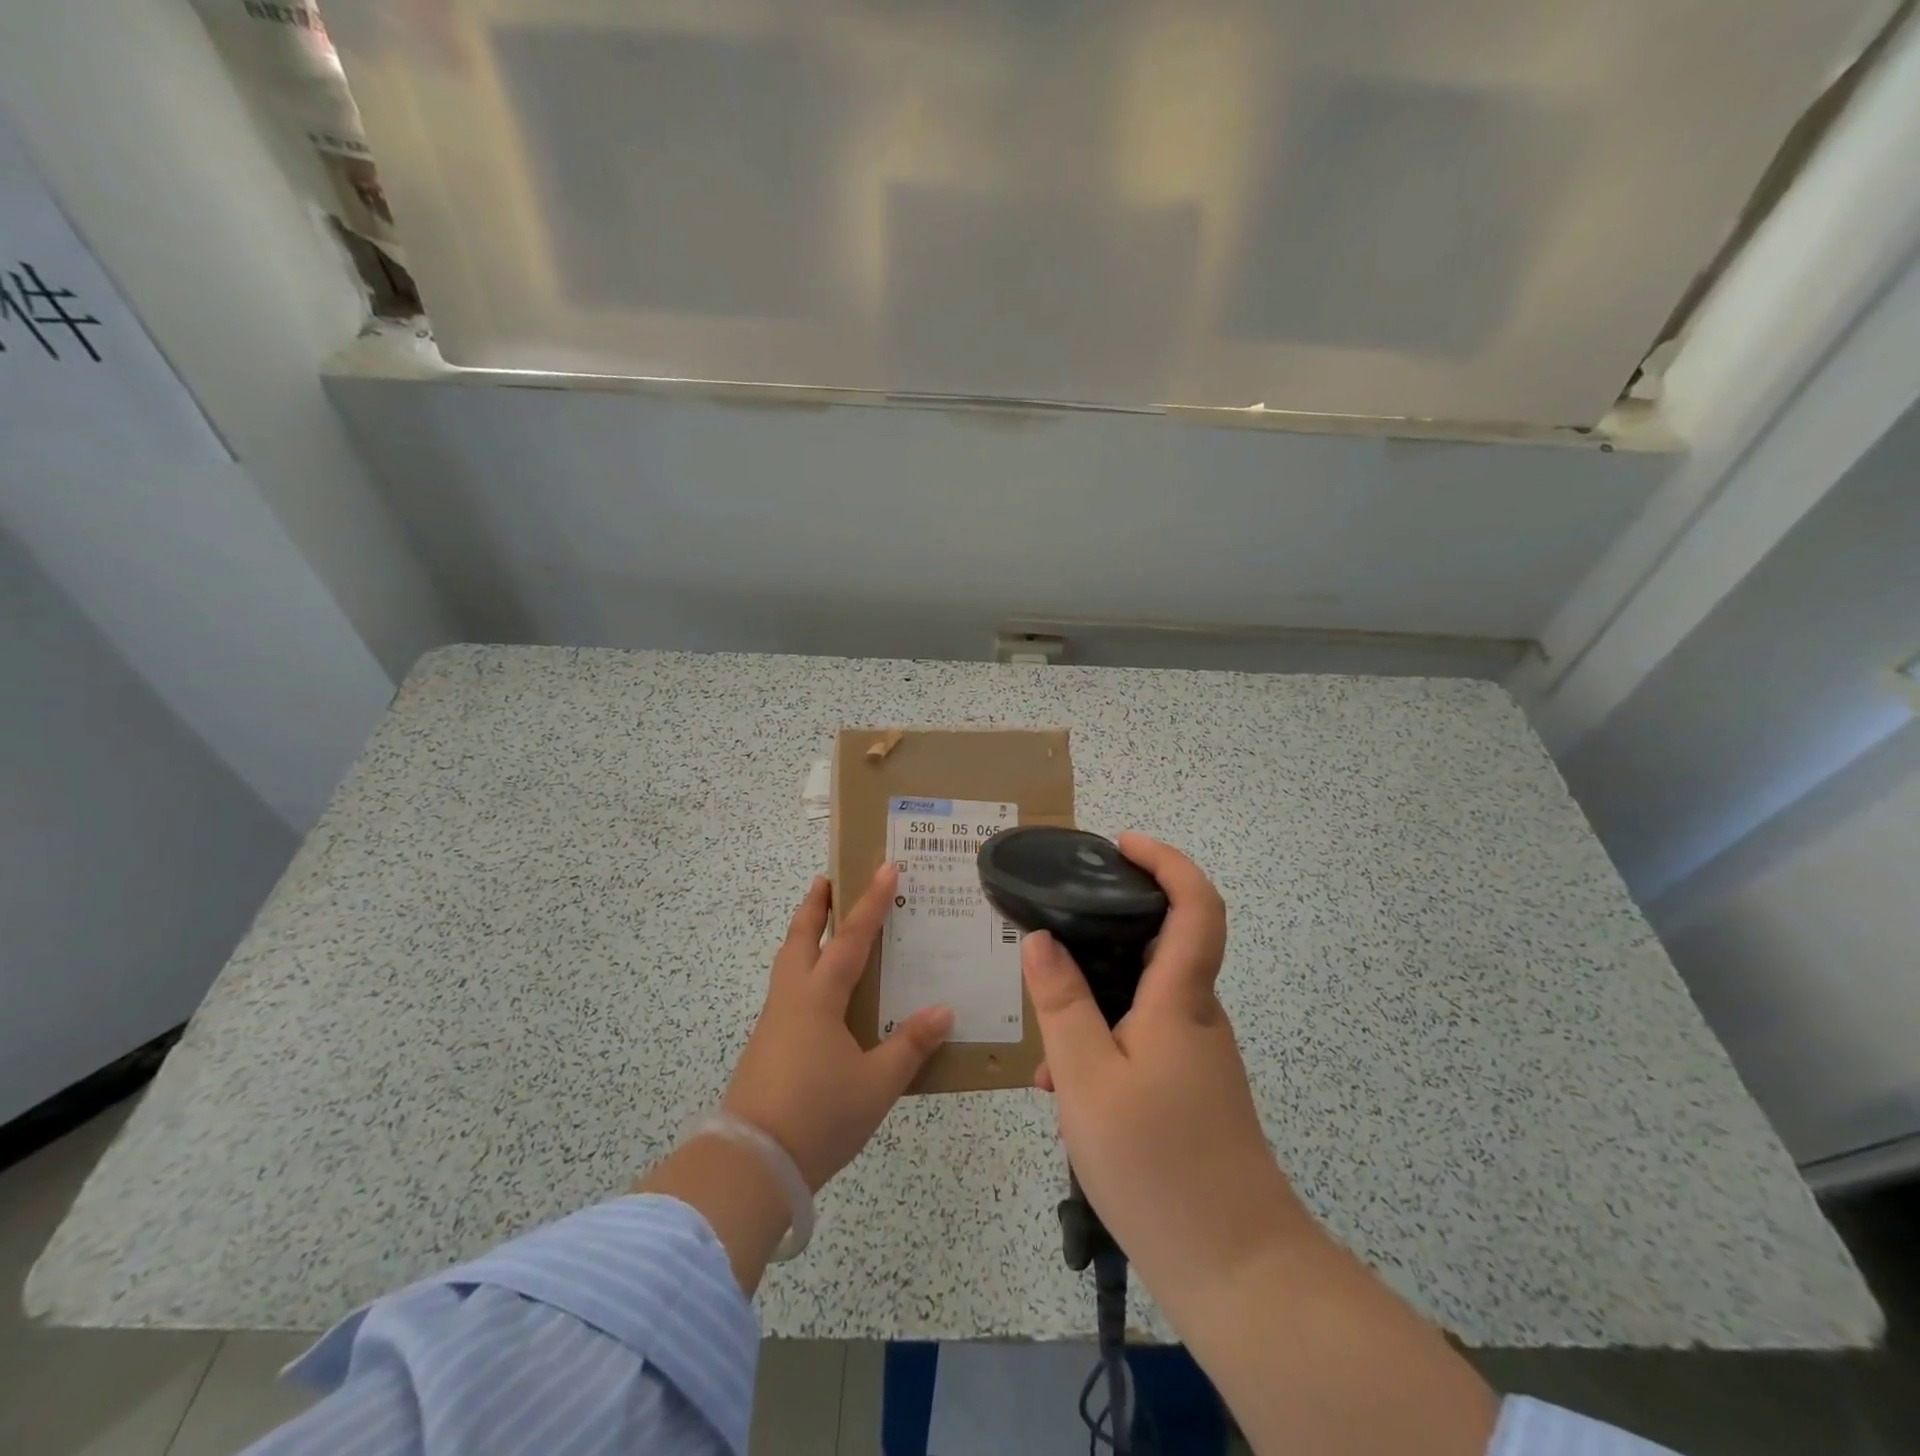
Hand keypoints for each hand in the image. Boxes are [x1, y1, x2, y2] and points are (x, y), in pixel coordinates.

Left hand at [722, 866, 953, 1190]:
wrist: (751, 1163)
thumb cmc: (819, 1115)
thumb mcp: (877, 1083)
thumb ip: (911, 1045)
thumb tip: (944, 1011)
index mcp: (820, 996)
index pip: (852, 937)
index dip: (870, 901)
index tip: (885, 866)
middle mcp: (793, 997)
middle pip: (801, 936)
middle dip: (816, 905)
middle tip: (828, 879)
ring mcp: (774, 1021)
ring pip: (788, 961)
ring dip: (804, 934)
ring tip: (822, 926)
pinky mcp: (766, 1044)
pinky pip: (787, 989)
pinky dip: (802, 968)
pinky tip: (819, 993)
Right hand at [1024, 834, 1301, 1302]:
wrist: (1236, 1271)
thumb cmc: (1159, 1164)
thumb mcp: (1086, 1079)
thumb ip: (1061, 1004)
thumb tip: (1041, 939)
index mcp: (1181, 1000)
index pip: (1196, 905)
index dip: (1167, 861)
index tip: (1122, 845)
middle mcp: (1196, 1016)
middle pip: (1163, 944)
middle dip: (1108, 930)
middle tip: (1054, 934)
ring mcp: (1197, 1055)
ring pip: (1142, 999)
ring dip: (1094, 1001)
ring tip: (1043, 1041)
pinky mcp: (1191, 1089)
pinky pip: (1142, 1040)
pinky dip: (1103, 1043)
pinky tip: (1062, 1089)